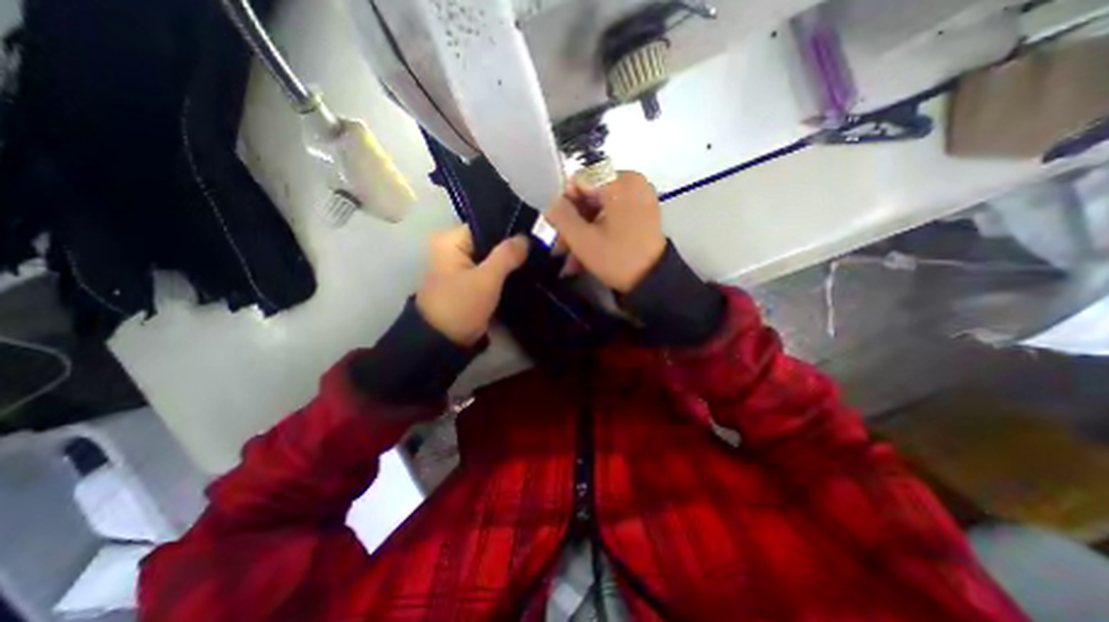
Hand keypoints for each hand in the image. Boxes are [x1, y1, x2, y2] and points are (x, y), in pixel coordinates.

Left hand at [415, 225, 526, 343]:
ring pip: (492, 258)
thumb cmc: (461, 305)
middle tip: (539, 250)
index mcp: (450, 241)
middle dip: (513, 248)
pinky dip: (504, 273)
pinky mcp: (469, 283)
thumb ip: (507, 255)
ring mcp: (461, 267)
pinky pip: (490, 271)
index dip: (510, 230)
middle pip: (490, 242)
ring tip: (536, 260)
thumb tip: (526, 238)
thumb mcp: (486, 279)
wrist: (444, 342)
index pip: (486, 225)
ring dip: (510, 261)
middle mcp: (453, 249)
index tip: (534, 236)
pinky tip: (524, 273)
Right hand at [542, 170, 662, 293]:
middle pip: (589, 197)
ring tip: (570, 260)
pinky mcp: (642, 213)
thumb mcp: (582, 239)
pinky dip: (597, 233)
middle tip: (560, 249)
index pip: (579, 181)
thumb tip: (552, 204)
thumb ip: (561, 216)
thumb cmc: (617, 258)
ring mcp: (639, 198)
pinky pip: (612, 217)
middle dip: (572, 224)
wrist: (653, 282)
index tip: (556, 229)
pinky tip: (585, 256)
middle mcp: (631, 182)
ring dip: (582, 233)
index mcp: (619, 181)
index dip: (563, 204)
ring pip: (599, 210)